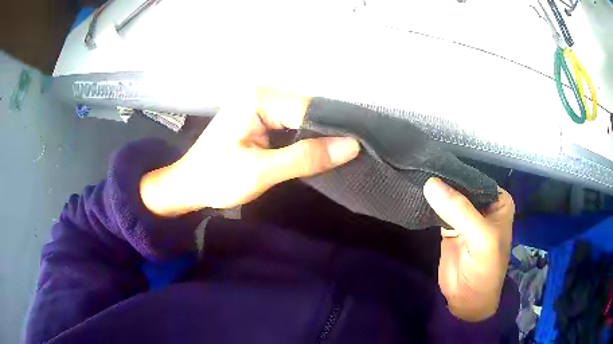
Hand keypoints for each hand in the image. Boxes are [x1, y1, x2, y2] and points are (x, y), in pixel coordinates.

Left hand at [140, 89, 360, 215]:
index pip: (311, 109)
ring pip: (303, 117)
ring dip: (319, 136)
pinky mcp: (261, 115)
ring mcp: (261, 102)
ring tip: (340, 155)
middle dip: (328, 133)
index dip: (336, 130)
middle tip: (351, 156)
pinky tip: (318, 150)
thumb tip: (352, 146)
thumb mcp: (260, 172)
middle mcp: (262, 93)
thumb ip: (304, 158)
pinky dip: (306, 137)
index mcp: (258, 99)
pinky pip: (293, 123)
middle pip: (309, 110)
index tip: (358, 151)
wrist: (189, 185)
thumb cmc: (216, 179)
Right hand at [423, 177, 514, 321]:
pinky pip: (438, 210)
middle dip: (442, 180)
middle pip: (460, 187)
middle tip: (418, 167)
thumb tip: (430, 183)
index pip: (476, 179)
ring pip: (448, 197)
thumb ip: (459, 211)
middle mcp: (483, 204)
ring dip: (433, 191)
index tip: (432, 162)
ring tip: (413, 176)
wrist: (468, 300)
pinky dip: (428, 204)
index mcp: (498, 201)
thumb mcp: (480, 238)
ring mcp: (465, 216)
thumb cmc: (485, 268)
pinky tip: (415, 193)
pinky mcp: (449, 227)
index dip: (456, 172)